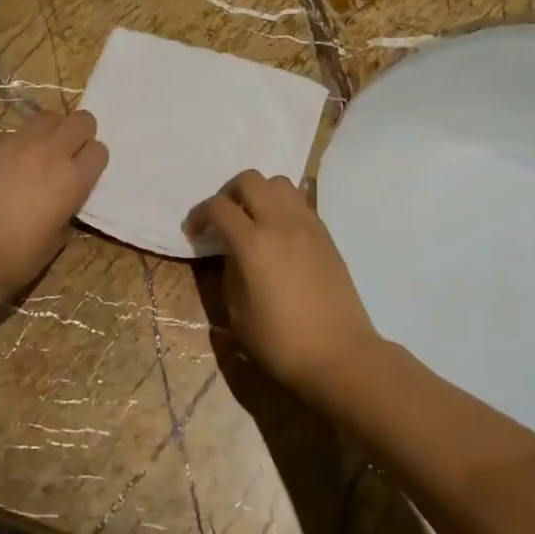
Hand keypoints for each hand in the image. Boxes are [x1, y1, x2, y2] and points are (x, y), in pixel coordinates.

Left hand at [0, 109, 107, 299]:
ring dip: (47, 132)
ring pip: (44, 118)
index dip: (92, 160)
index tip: (83, 171)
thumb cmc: (19, 256)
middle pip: (80, 120)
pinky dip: (11, 145)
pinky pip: (8, 134)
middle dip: (79, 134)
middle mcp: (49, 152)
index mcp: (72, 178)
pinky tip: (0, 167)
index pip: (99, 150)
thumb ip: (67, 205)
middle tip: (67, 152)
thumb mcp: (59, 235)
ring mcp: (15, 143)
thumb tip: (62, 194)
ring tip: (35, 152)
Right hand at [185, 170, 382, 400]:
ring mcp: (308, 225)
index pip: (218, 207)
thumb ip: (230, 272)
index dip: (199, 215)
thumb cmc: (282, 342)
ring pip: (279, 183)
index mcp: (254, 243)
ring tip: (252, 220)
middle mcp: (281, 223)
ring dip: (259, 193)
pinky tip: (277, 234)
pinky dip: (282, 206)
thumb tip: (232, 253)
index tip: (194, 232)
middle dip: (228, 193)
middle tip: (222, 219)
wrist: (340, 354)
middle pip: (250, 180)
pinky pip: (299, 202)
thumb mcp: (239, 312)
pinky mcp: (326, 235)